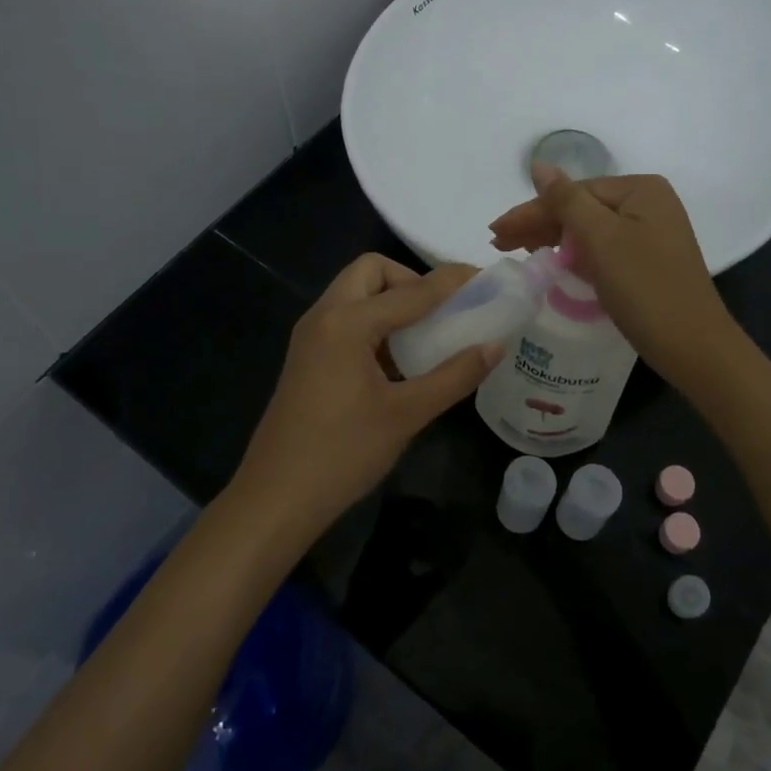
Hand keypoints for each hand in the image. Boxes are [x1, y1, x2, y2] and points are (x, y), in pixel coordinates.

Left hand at [230, 255, 500, 543]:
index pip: (411, 290)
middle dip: (411, 281)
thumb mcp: (406, 414)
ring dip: (392, 302)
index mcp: (346, 322)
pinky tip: (399, 361)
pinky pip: (346, 320)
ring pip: (356, 295)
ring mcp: (311, 337)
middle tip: (442, 312)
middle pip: (371, 272)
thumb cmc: (342, 453)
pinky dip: (376, 324)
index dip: (452, 283)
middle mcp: (324, 316)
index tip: (485, 279)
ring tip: (428, 335)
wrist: (276, 499)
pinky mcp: (308, 357)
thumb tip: (495, 346)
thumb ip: (454, 376)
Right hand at [489, 165, 739, 387]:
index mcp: (641, 190)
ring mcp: (651, 234)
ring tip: (517, 251)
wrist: (693, 346)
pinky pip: (603, 249)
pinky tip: (554, 261)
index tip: (496, 232)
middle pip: (581, 208)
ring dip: (553, 239)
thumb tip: (538, 164)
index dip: (532, 211)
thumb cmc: (645, 287)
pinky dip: (575, 254)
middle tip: (498, 243)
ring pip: (589, 230)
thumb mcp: (601, 239)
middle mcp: (649, 204)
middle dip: (539, 224)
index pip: (573, 192)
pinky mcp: (648, 261)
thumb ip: (566, 200)